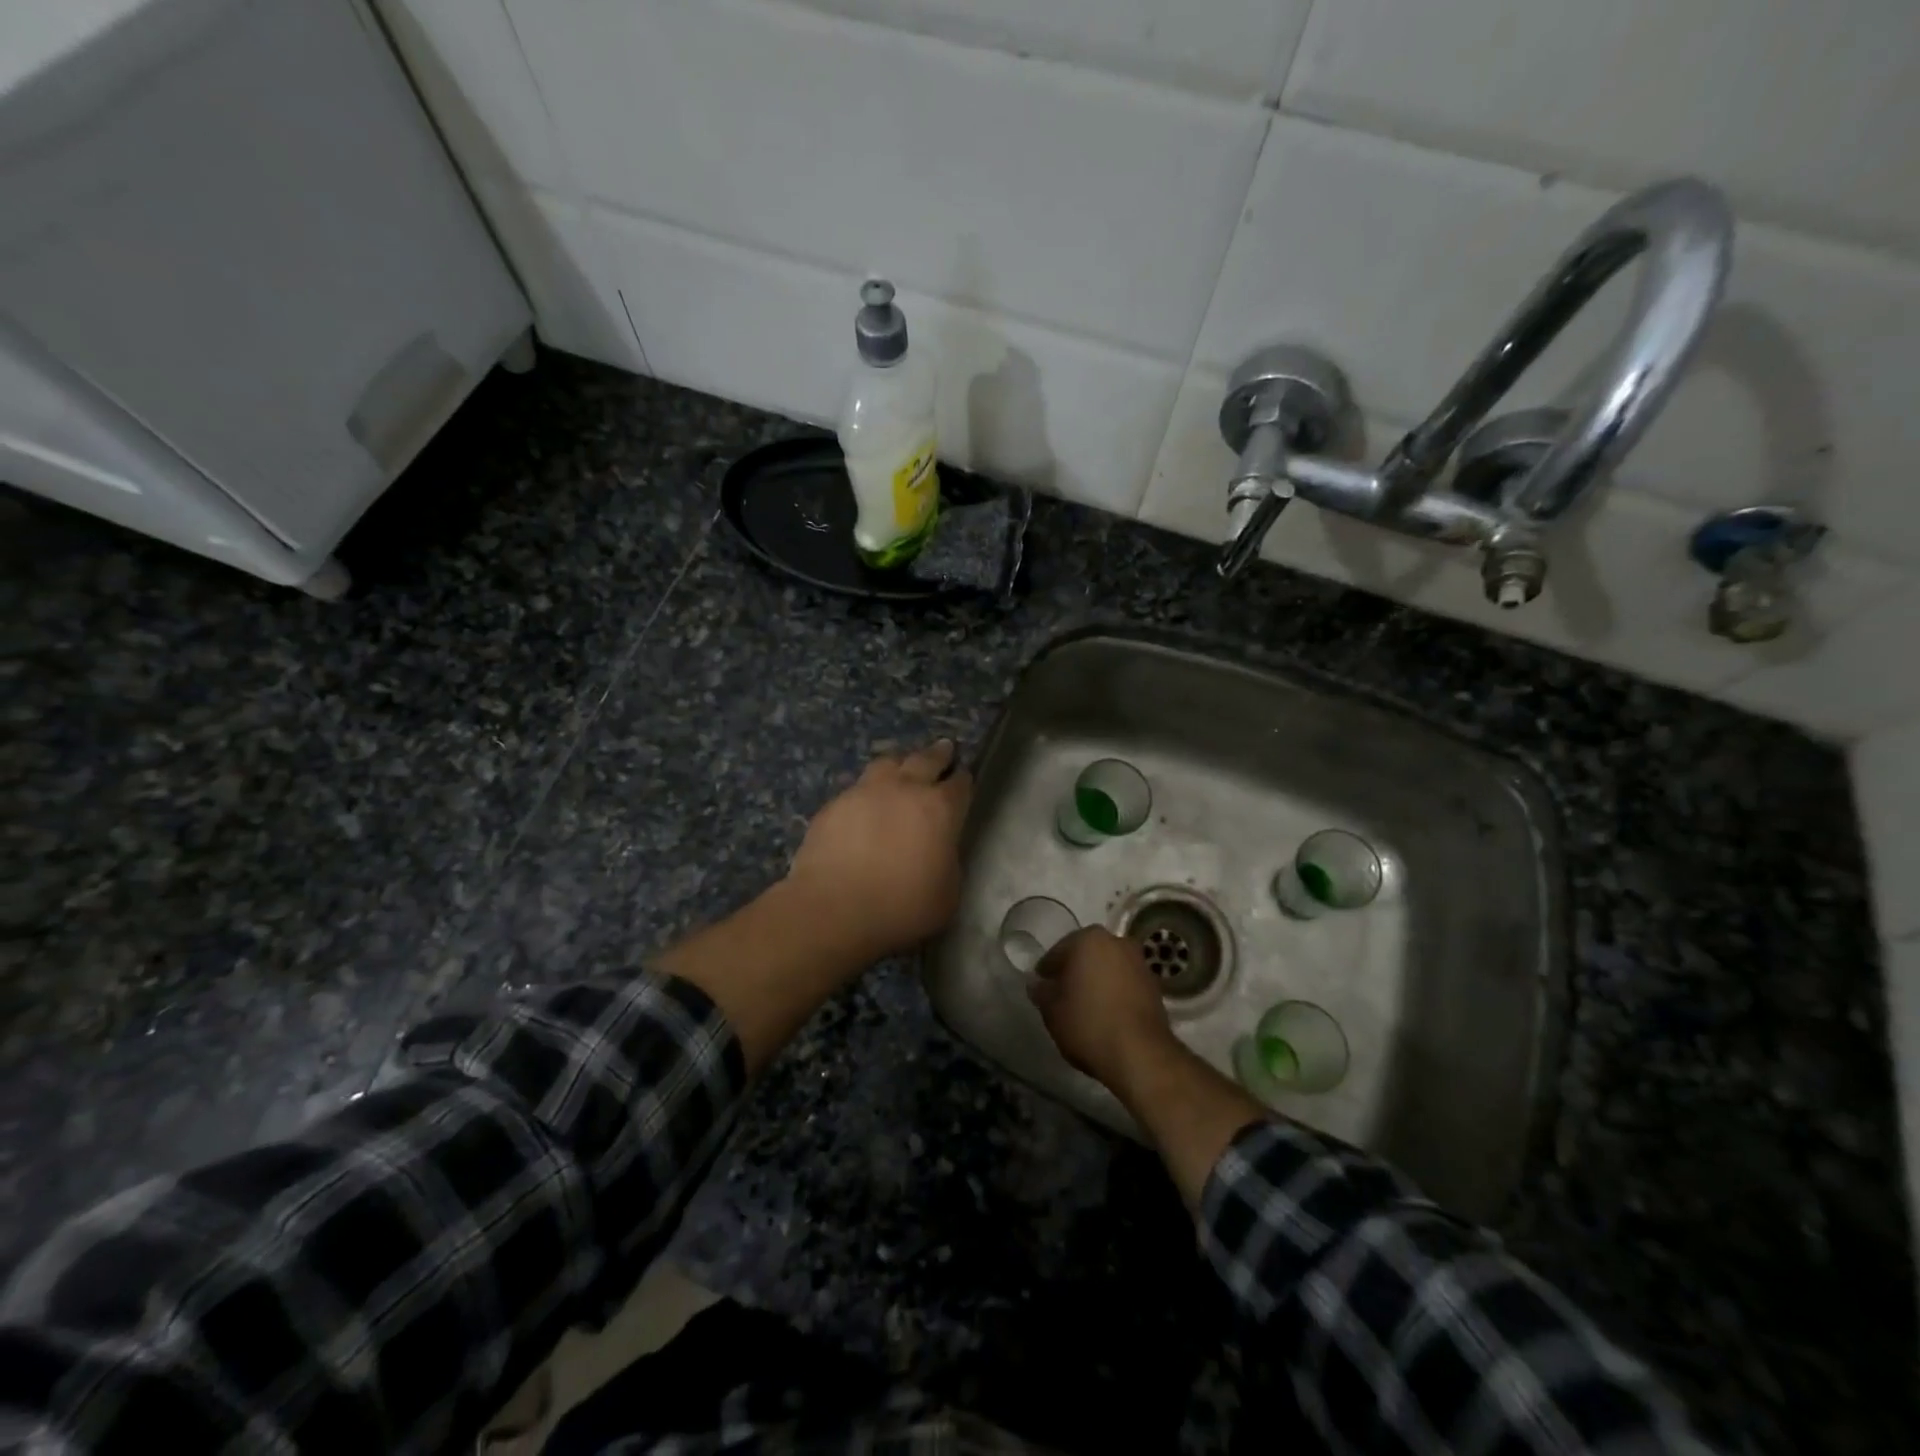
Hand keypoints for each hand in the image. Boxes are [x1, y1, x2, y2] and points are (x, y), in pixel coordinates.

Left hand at [786, 740, 972, 961]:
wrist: (833, 908)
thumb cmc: (901, 907)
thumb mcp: (947, 894)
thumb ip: (948, 863)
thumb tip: (940, 851)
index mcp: (939, 809)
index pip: (960, 784)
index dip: (964, 780)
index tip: (965, 777)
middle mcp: (904, 789)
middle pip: (926, 759)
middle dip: (938, 754)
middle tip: (945, 748)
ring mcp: (865, 791)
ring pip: (888, 762)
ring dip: (900, 762)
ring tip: (902, 765)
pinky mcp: (834, 804)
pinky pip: (857, 787)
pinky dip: (867, 790)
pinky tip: (865, 801)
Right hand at [1028, 927, 1174, 1089]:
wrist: (1140, 1054)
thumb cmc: (1088, 1023)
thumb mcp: (1052, 1010)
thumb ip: (1041, 992)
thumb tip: (1037, 984)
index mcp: (1089, 938)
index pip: (1058, 952)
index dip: (1046, 972)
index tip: (1041, 989)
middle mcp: (1117, 942)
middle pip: (1086, 956)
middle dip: (1074, 972)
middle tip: (1061, 996)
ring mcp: (1139, 963)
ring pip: (1107, 968)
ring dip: (1096, 982)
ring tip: (1084, 1008)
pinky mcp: (1155, 986)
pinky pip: (1124, 984)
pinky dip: (1114, 993)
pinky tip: (1105, 1014)